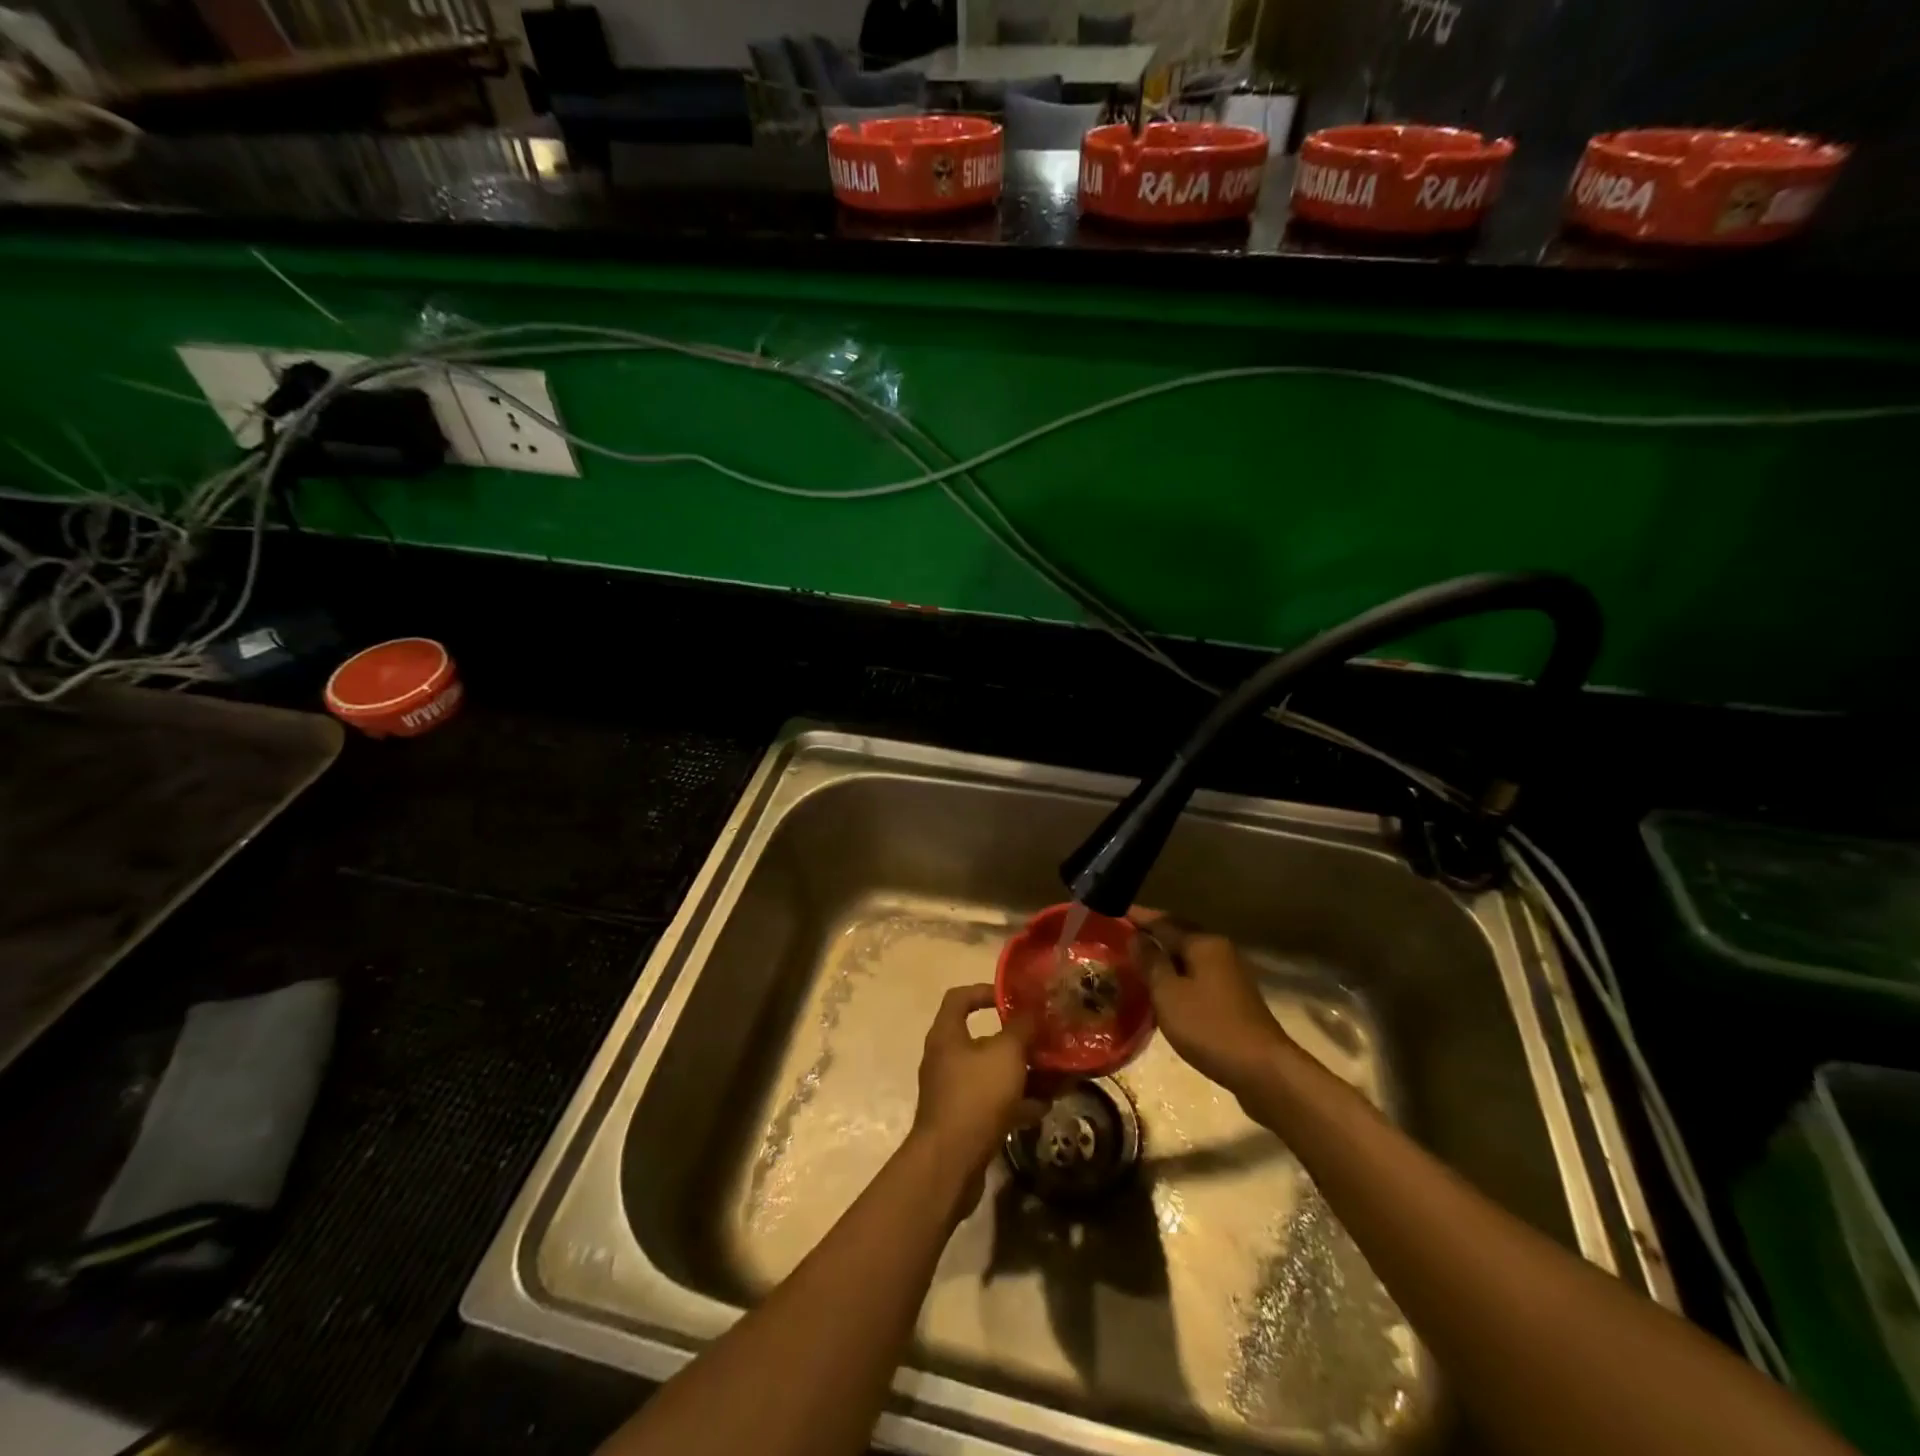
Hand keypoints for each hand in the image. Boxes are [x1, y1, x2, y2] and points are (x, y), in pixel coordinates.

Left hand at [910, 985, 1046, 1194]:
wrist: (950, 1163)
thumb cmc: (976, 1096)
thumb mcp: (1006, 1054)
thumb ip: (1021, 1029)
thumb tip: (1031, 1011)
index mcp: (947, 1034)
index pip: (960, 998)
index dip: (986, 991)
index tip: (1015, 998)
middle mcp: (946, 1058)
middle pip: (983, 1038)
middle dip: (1017, 1040)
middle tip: (1046, 1041)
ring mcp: (953, 1091)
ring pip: (992, 1073)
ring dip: (1022, 1073)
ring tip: (1055, 1075)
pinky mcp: (963, 1120)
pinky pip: (993, 1102)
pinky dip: (1017, 1102)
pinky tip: (1044, 1107)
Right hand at [1131, 908, 1290, 1098]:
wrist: (1263, 1070)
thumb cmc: (1209, 1027)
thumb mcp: (1168, 994)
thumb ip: (1150, 962)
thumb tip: (1136, 936)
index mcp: (1202, 943)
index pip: (1162, 921)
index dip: (1137, 917)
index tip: (1112, 913)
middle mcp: (1218, 949)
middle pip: (1179, 934)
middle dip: (1151, 933)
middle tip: (1122, 935)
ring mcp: (1229, 973)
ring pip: (1188, 955)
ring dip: (1164, 954)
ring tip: (1136, 959)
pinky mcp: (1232, 996)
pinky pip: (1197, 974)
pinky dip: (1177, 973)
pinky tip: (1163, 987)